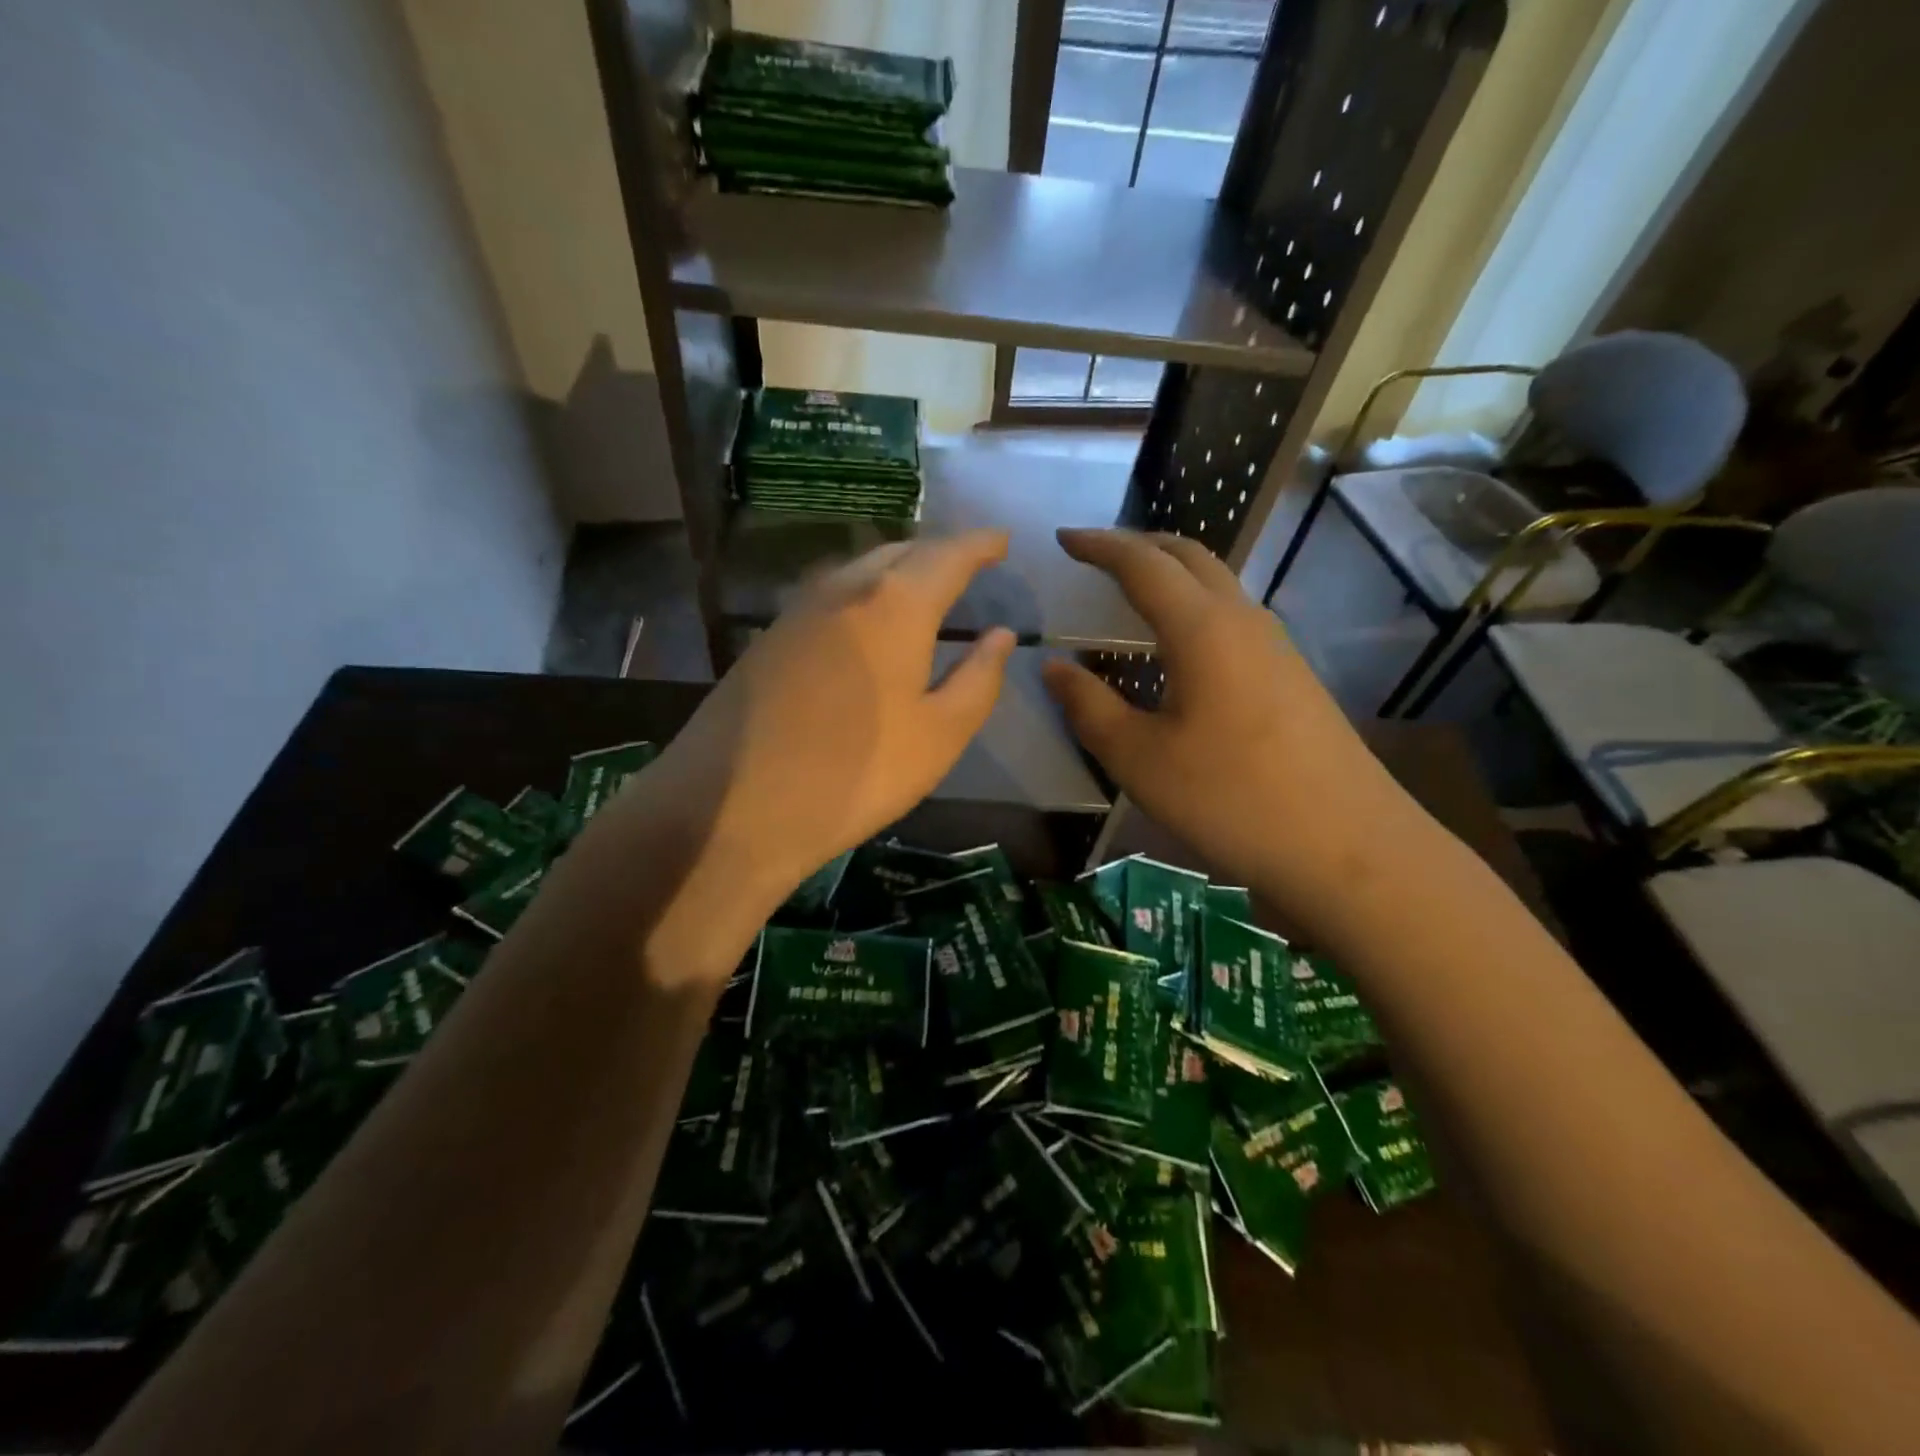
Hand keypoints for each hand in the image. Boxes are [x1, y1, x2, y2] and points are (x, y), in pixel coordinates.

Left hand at [642, 531, 1015, 907]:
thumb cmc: (856, 773)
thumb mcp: (938, 736)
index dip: (980, 544)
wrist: (733, 806)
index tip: (1003, 539)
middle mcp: (844, 590)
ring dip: (897, 569)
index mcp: (895, 606)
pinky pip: (831, 595)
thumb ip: (978, 680)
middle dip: (938, 552)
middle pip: (900, 552)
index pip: (948, 555)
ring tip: (922, 589)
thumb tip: (999, 635)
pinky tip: (866, 623)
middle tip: (967, 565)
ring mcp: (798, 611)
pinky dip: (863, 594)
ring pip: (860, 570)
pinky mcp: (769, 638)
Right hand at [1042, 529, 1427, 925]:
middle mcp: (1243, 621)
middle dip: (1140, 544)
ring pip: (1218, 584)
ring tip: (1132, 592)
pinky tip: (1179, 647)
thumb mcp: (1140, 759)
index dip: (1100, 546)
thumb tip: (1054, 667)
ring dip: (1172, 573)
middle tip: (1097, 554)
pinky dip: (1194, 607)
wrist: (1349, 847)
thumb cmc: (1231, 799)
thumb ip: (1090, 707)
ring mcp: (1276, 647)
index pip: (1143, 564)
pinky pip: (1233, 618)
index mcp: (1202, 629)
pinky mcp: (1292, 676)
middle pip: (1190, 557)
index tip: (1064, 537)